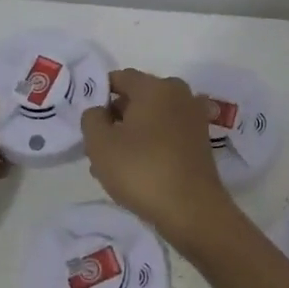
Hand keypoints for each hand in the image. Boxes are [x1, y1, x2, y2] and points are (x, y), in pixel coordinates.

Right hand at [81, 68, 233, 248]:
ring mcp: (193, 117)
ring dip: (131, 135)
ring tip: (113, 166)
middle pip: (137, 98)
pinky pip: (167, 133)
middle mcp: (178, 93)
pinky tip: (138, 171)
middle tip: (98, 147)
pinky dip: (151, 144)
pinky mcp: (200, 140)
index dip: (99, 95)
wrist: (192, 210)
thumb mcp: (100, 144)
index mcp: (155, 86)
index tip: (88, 120)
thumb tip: (100, 111)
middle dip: (115, 119)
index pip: (120, 78)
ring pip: (152, 118)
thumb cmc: (142, 170)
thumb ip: (91, 118)